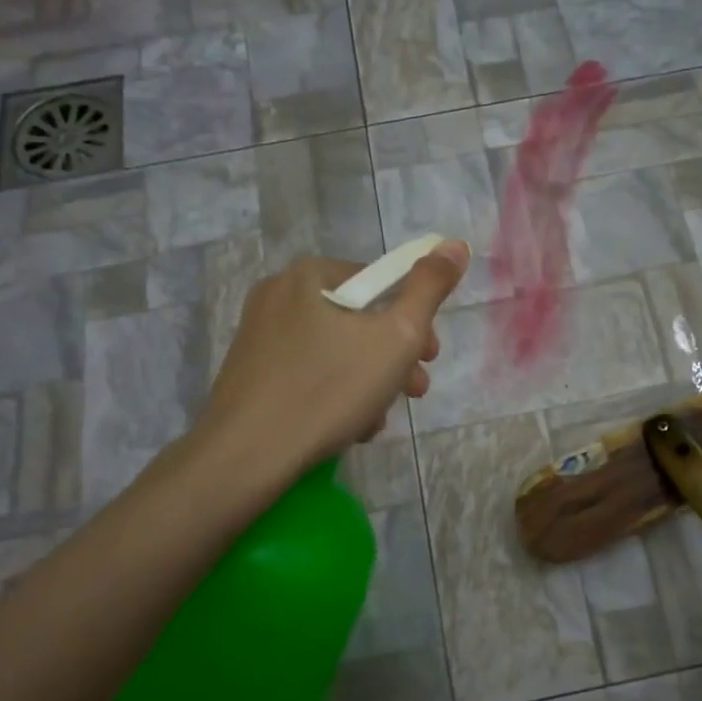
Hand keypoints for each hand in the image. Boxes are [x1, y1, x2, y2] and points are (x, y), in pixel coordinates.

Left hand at [191, 243, 468, 483]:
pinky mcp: (250, 373)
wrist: (247, 456)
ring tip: (377, 421)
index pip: (382, 283)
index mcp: (310, 275)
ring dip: (369, 383)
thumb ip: (429, 288)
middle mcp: (278, 295)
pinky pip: (309, 373)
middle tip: (413, 392)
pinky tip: (347, 428)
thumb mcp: (396, 337)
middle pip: (359, 320)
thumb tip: (455, 244)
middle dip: (394, 358)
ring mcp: (259, 335)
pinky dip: (335, 394)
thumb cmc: (329, 389)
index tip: (430, 358)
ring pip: (336, 351)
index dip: (416, 320)